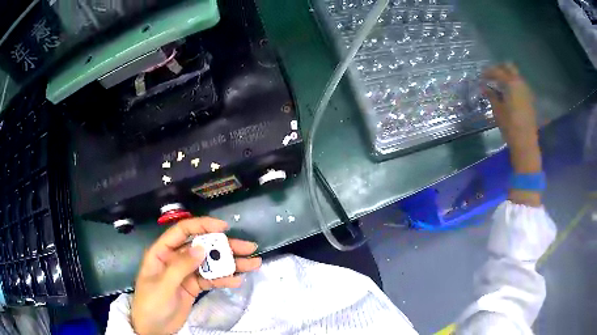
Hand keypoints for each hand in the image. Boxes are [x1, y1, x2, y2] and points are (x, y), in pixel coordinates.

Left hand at [131, 217, 261, 334]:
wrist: (153, 328)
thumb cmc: (151, 304)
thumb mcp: (163, 285)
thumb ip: (181, 266)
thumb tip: (201, 247)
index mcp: (162, 252)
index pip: (182, 231)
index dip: (202, 225)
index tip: (224, 227)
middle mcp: (175, 259)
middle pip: (201, 247)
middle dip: (224, 246)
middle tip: (248, 247)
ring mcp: (186, 273)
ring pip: (209, 263)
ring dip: (229, 264)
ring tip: (252, 264)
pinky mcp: (193, 286)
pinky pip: (210, 279)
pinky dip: (223, 279)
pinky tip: (237, 280)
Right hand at [482, 63, 542, 205]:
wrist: (526, 143)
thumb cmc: (510, 126)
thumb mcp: (497, 110)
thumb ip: (491, 95)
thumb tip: (484, 87)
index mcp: (511, 84)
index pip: (497, 71)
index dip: (488, 72)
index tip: (481, 77)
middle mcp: (520, 83)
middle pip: (510, 67)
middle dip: (500, 68)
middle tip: (492, 75)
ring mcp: (526, 90)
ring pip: (516, 75)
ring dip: (507, 76)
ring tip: (499, 85)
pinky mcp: (529, 99)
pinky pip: (520, 85)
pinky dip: (513, 85)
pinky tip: (508, 93)